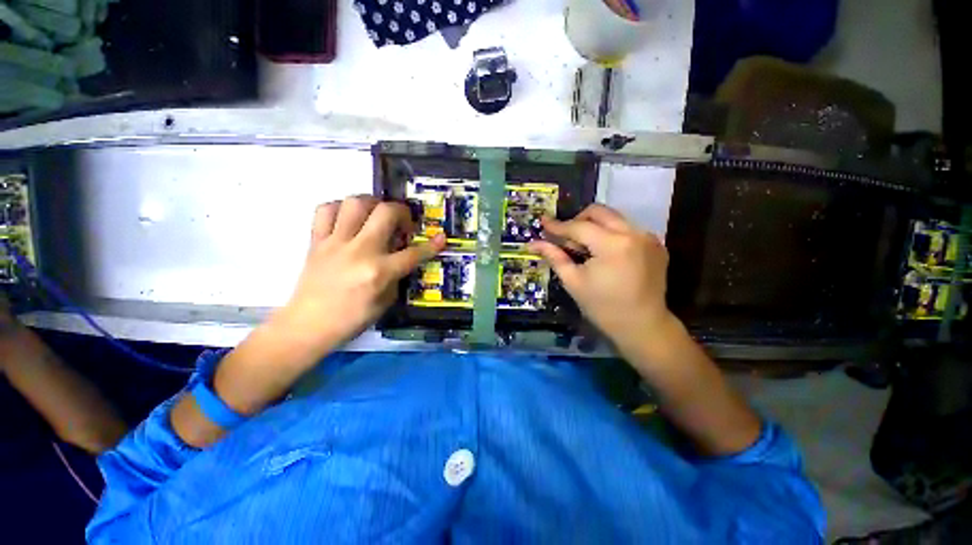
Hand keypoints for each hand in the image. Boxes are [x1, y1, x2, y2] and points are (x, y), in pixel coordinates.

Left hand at [276, 196, 444, 352]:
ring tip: (376, 214)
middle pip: (385, 213)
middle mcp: (360, 251)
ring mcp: (335, 243)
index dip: (432, 245)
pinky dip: (340, 208)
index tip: (441, 237)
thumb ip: (397, 276)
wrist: (308, 326)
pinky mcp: (316, 241)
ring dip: (372, 203)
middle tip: (403, 222)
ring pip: (355, 203)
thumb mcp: (386, 302)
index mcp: (379, 272)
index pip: (413, 253)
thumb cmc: (351, 319)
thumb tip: (401, 258)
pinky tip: (348, 219)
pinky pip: (325, 211)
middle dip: (402, 211)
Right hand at [528, 204, 675, 352]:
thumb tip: (533, 243)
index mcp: (612, 245)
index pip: (579, 227)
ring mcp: (648, 238)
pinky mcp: (656, 245)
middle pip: (600, 212)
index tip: (543, 222)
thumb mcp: (574, 282)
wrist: (643, 326)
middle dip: (578, 220)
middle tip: (567, 237)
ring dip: (595, 226)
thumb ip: (554, 257)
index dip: (558, 226)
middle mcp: (634, 233)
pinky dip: (611, 234)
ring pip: (614, 218)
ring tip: (585, 248)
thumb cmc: (603, 307)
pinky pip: (627, 229)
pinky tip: (605, 254)